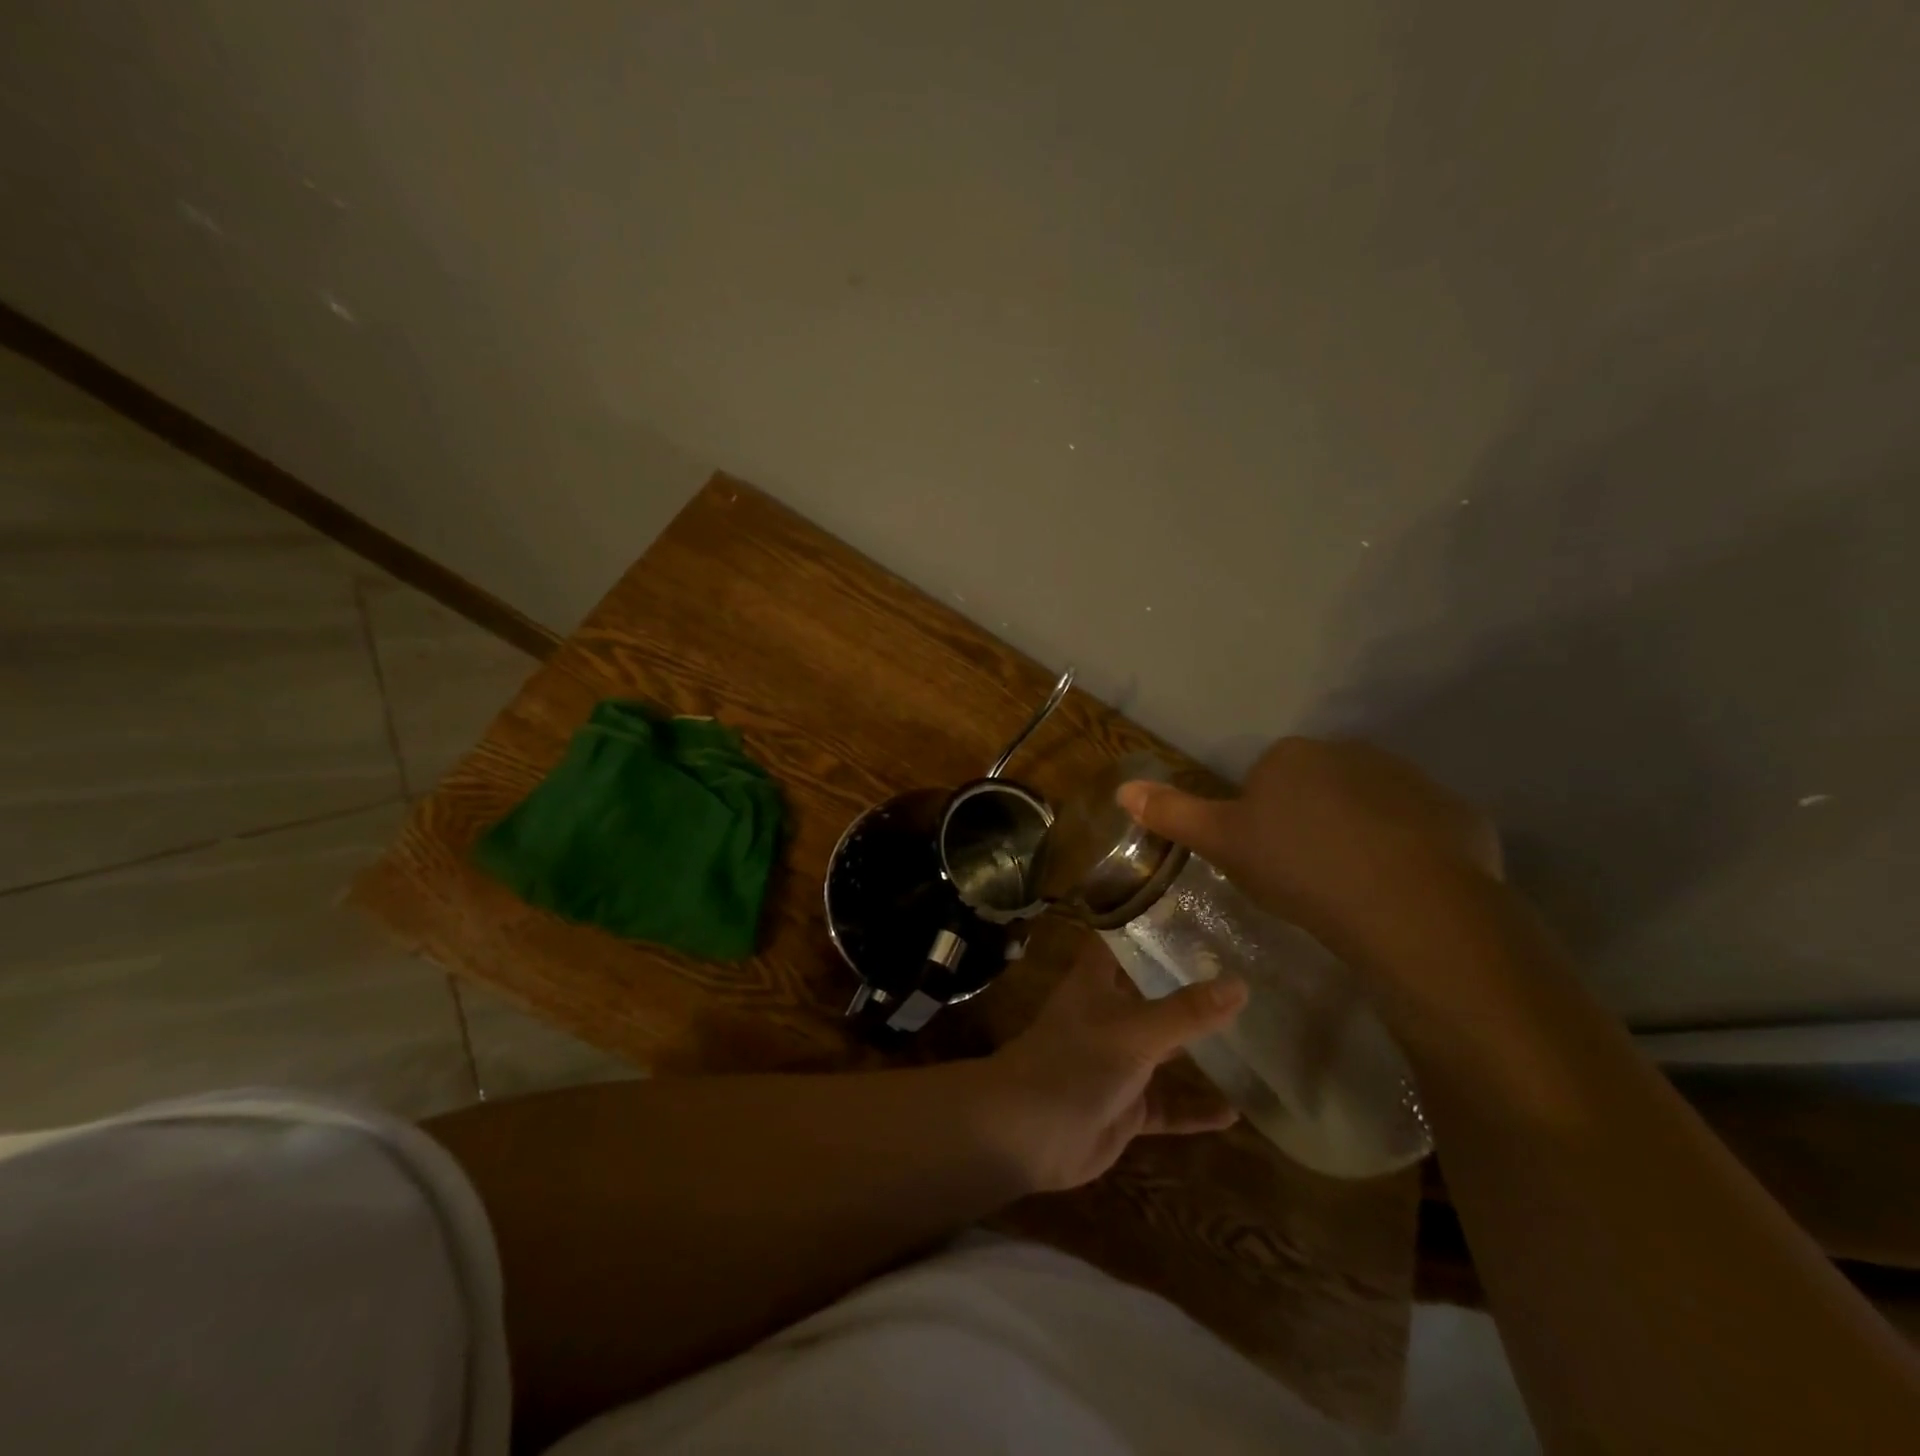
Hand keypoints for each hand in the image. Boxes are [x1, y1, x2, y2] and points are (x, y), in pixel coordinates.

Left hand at [976, 937, 1247, 1193]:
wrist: (1028, 1135)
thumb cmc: (1074, 1063)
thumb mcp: (1135, 1032)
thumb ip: (1187, 1012)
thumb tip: (1240, 984)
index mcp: (1096, 984)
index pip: (1119, 941)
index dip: (1146, 925)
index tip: (1189, 911)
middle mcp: (1107, 1017)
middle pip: (1149, 994)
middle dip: (1187, 987)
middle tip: (1242, 973)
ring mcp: (1116, 1064)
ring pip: (1163, 1051)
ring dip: (1197, 1049)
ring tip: (1251, 1037)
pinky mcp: (1125, 1107)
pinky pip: (1167, 1106)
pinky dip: (1195, 1109)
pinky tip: (1235, 1112)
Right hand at [1117, 737, 1501, 961]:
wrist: (1406, 905)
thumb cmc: (1299, 867)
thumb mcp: (1224, 843)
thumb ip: (1174, 813)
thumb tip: (1123, 788)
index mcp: (1293, 756)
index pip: (1266, 780)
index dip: (1261, 821)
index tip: (1266, 860)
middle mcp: (1352, 753)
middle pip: (1319, 789)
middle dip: (1311, 823)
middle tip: (1306, 877)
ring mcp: (1412, 781)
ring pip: (1372, 809)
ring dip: (1361, 837)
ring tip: (1354, 890)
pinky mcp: (1458, 815)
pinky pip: (1422, 832)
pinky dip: (1410, 854)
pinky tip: (1401, 892)